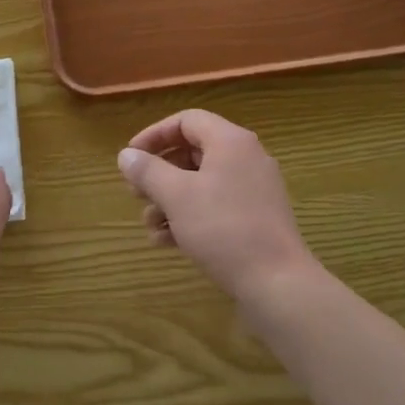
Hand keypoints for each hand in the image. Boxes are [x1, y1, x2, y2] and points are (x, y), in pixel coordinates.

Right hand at [119, 109, 315, 302]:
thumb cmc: (224, 229)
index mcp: (230, 141)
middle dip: (160, 173)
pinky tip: (166, 241)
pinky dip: (190, 216)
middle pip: (193, 152)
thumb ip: (148, 171)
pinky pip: (216, 205)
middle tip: (136, 193)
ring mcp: (254, 189)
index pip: (186, 120)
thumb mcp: (177, 196)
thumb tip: (125, 155)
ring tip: (149, 224)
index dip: (154, 135)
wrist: (278, 284)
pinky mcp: (257, 218)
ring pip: (202, 182)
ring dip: (170, 199)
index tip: (131, 157)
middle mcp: (245, 158)